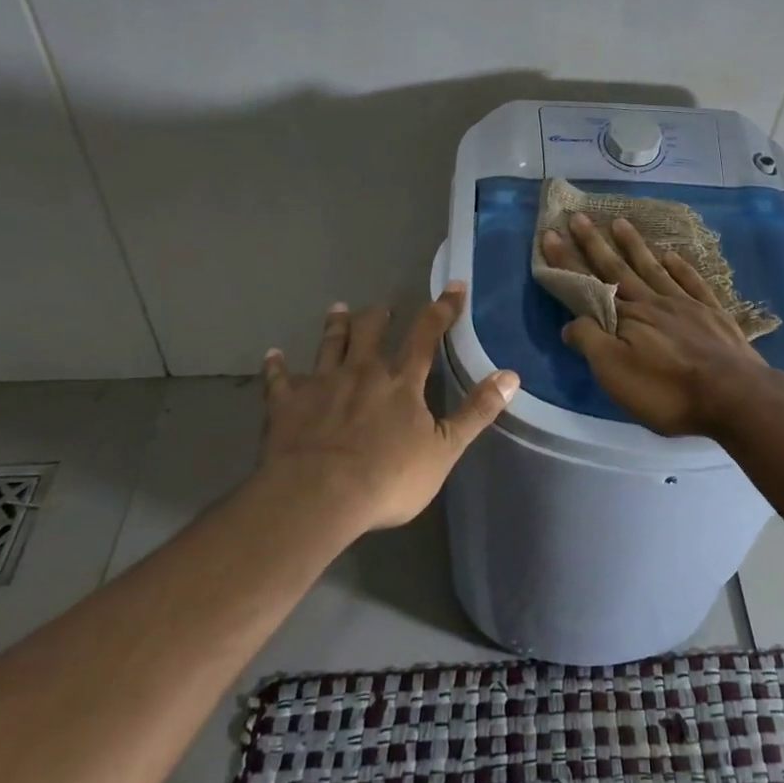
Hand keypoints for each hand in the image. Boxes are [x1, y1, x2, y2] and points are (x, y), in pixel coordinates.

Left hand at [258, 285, 518, 533]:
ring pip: (329, 345)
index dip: (442, 309)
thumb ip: (476, 411)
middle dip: (379, 315)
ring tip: (337, 308)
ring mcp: (322, 384)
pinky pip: (279, 380)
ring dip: (334, 326)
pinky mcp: (287, 404)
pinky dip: (276, 367)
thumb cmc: (388, 477)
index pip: (427, 335)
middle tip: (383, 304)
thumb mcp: (445, 449)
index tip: (454, 286)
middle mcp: (363, 372)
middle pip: (371, 332)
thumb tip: (512, 375)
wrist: (319, 496)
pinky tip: (272, 355)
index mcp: (402, 381)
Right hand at [542, 213, 770, 436]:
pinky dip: (679, 266)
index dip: (567, 260)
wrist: (734, 395)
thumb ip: (590, 341)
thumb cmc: (667, 390)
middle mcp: (653, 301)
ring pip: (653, 268)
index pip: (588, 283)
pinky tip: (671, 255)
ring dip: (634, 245)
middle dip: (594, 243)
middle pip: (618, 267)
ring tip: (620, 222)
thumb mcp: (615, 373)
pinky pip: (691, 282)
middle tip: (578, 216)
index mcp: (627, 316)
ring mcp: (686, 304)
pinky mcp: (713, 314)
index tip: (550, 234)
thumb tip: (570, 322)